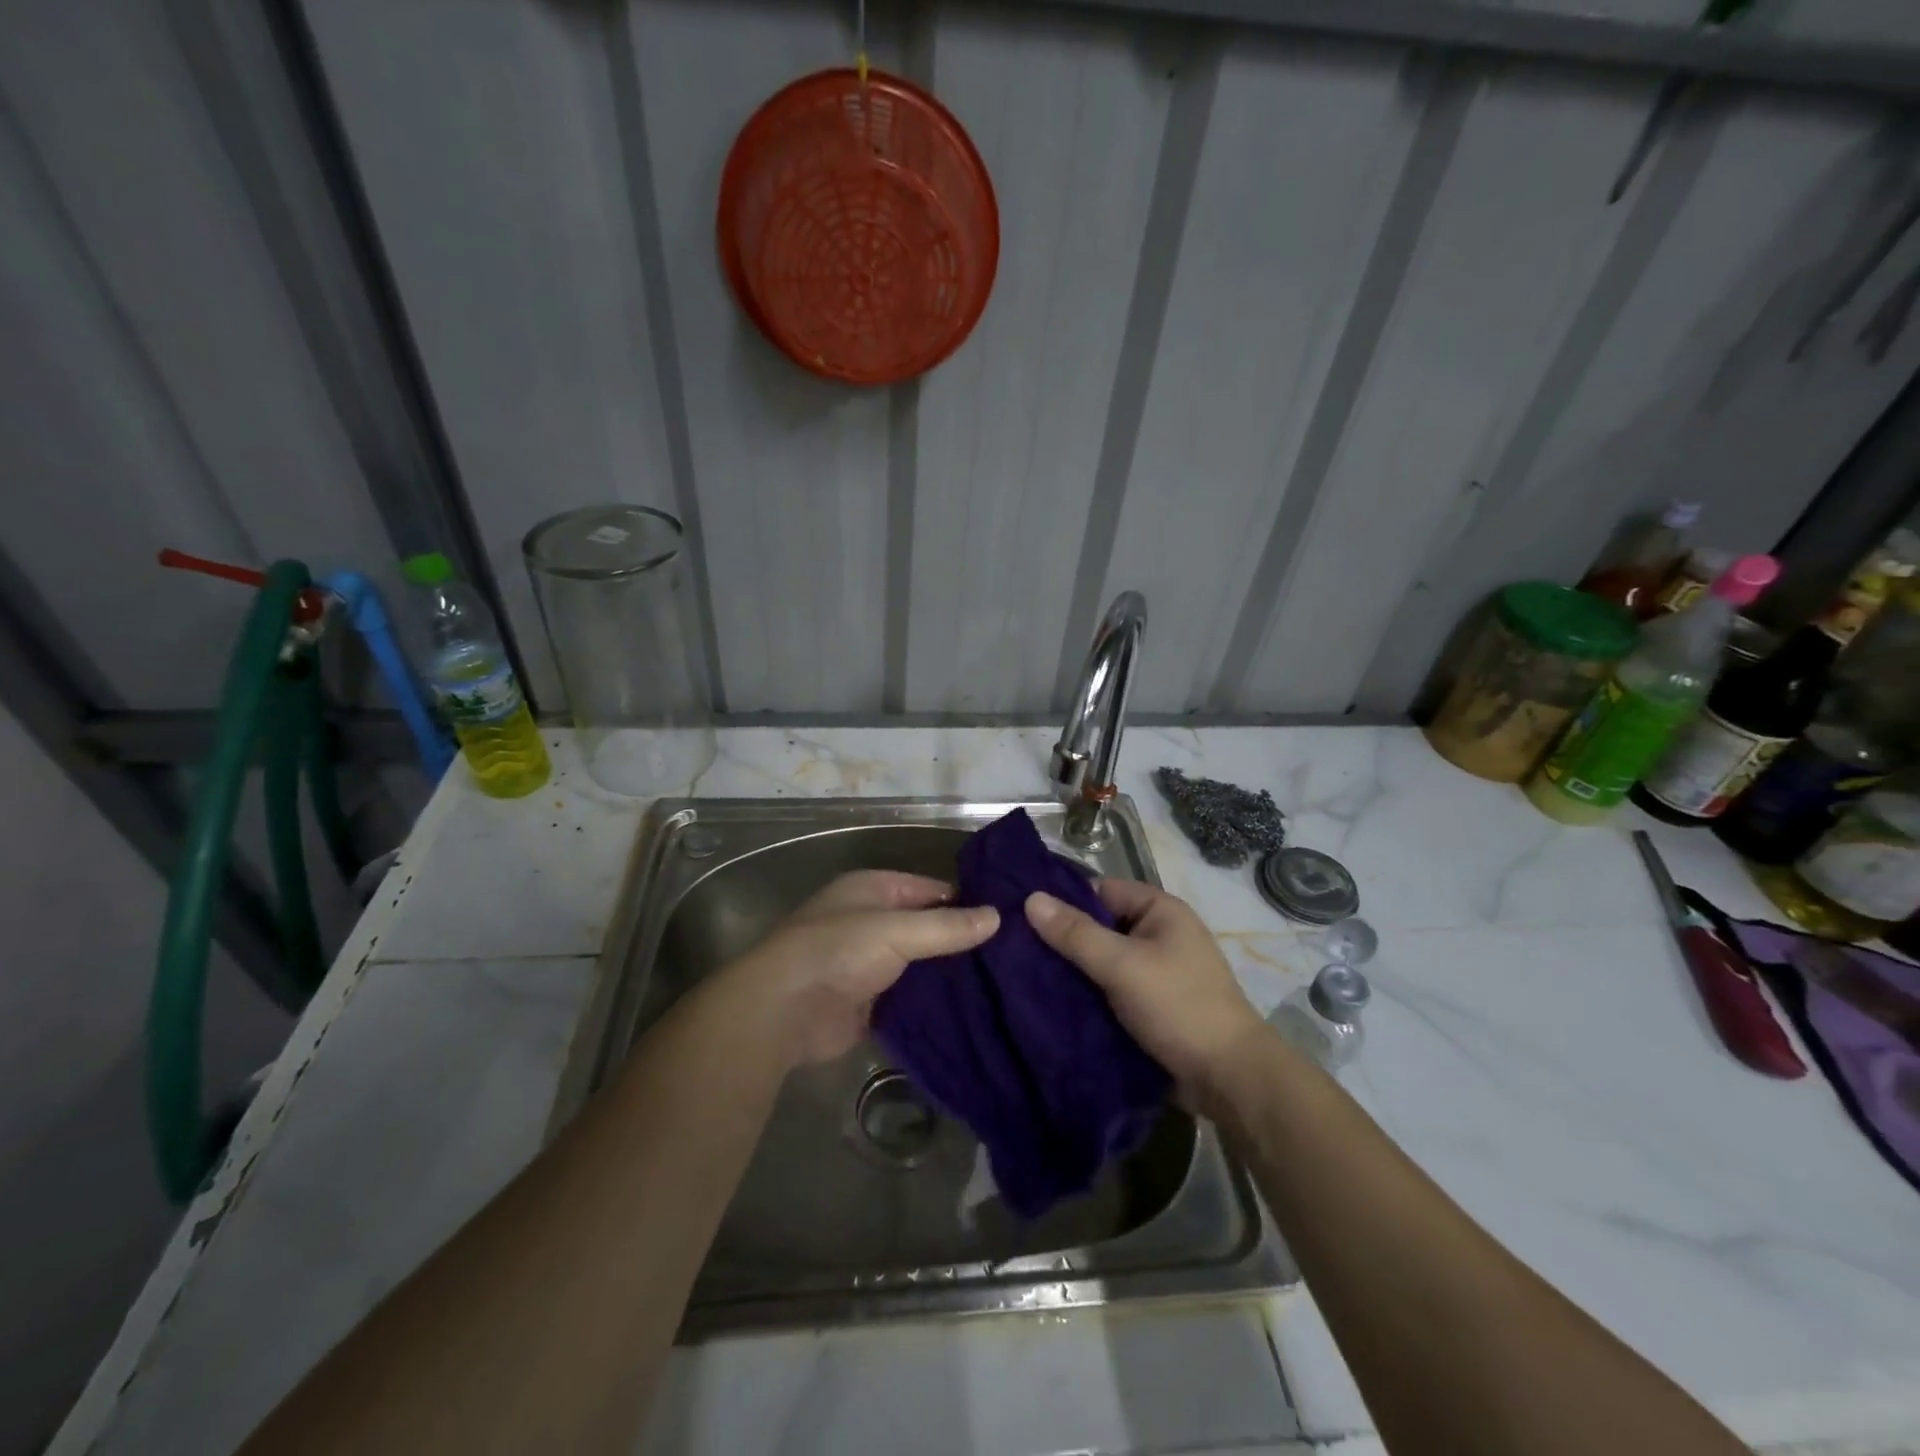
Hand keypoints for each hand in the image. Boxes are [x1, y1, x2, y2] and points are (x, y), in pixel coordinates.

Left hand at [733, 870, 998, 1065]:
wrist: (783, 1011)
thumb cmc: (837, 951)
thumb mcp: (896, 931)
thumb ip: (947, 926)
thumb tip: (997, 917)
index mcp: (874, 890)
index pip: (932, 889)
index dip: (967, 901)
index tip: (1009, 918)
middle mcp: (872, 921)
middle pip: (928, 927)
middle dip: (963, 941)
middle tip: (1014, 956)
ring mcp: (870, 963)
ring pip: (922, 964)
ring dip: (951, 974)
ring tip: (1004, 984)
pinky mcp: (870, 1002)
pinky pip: (911, 997)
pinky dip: (935, 1002)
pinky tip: (974, 1011)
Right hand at [1025, 878, 1266, 1110]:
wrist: (1228, 1079)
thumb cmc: (1178, 1007)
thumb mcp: (1122, 965)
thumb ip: (1076, 934)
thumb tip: (1031, 898)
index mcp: (1160, 910)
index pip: (1100, 890)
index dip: (1064, 901)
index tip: (1022, 917)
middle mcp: (1158, 933)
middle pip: (1099, 926)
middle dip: (1064, 940)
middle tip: (1016, 950)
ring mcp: (1155, 971)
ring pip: (1101, 960)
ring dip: (1073, 971)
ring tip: (1024, 976)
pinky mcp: (1150, 1004)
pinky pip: (1109, 988)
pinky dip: (1087, 994)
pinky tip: (1052, 1003)